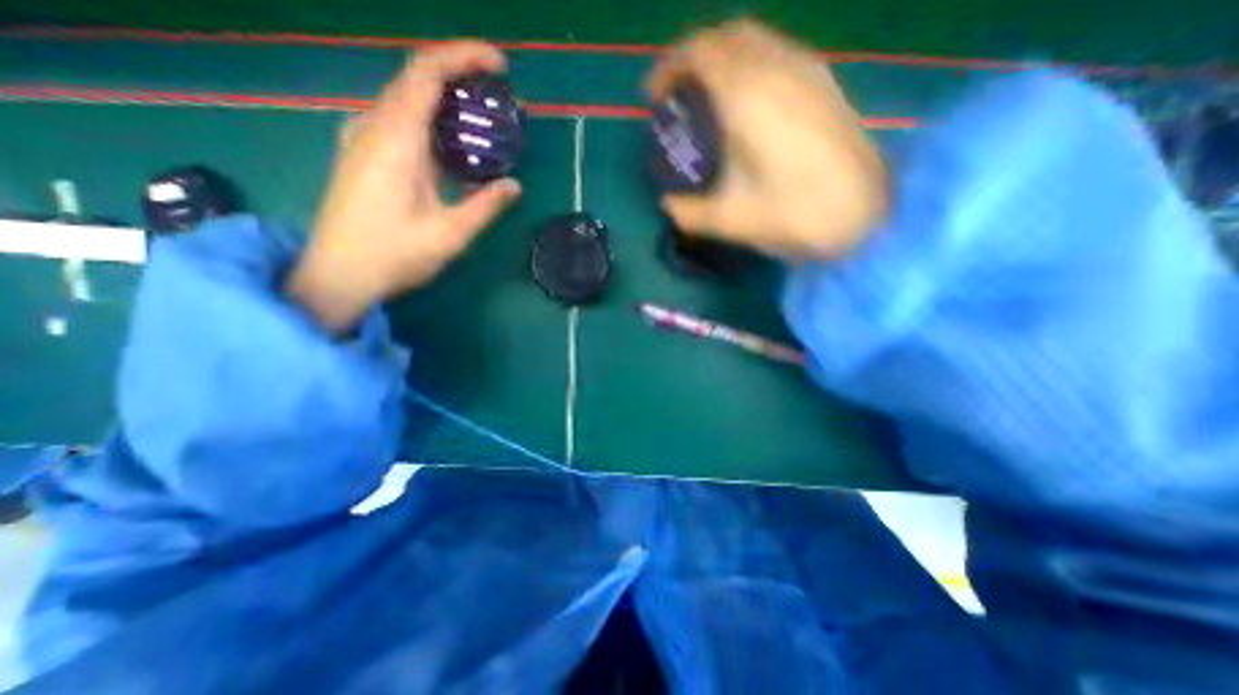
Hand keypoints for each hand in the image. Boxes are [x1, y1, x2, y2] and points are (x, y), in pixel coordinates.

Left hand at [284, 41, 519, 334]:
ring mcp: (362, 139)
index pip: (427, 73)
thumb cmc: (394, 254)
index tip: (500, 65)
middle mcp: (374, 127)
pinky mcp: (361, 154)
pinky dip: (429, 120)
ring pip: (405, 99)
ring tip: (479, 120)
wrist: (338, 274)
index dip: (464, 57)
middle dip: (459, 77)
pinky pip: (398, 121)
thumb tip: (514, 186)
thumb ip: (486, 206)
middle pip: (415, 79)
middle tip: (497, 98)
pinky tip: (449, 147)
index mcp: (396, 139)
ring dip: (444, 100)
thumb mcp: (450, 234)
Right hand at [648, 22, 890, 259]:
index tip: (654, 96)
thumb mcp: (731, 220)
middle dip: (694, 57)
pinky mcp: (825, 82)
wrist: (865, 213)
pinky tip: (747, 100)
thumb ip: (689, 213)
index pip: (699, 53)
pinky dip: (750, 64)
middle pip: (726, 36)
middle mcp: (777, 67)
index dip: (669, 68)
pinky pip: (777, 53)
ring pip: (755, 40)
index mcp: (748, 95)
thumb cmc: (795, 213)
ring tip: (708, 95)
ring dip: (723, 58)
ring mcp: (807, 70)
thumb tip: (668, 205)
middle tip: (678, 93)